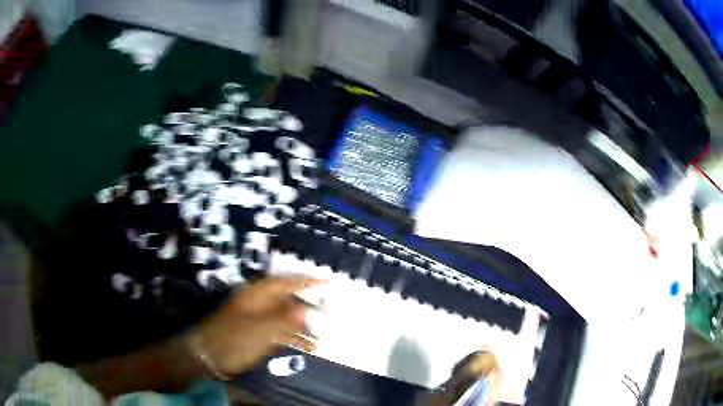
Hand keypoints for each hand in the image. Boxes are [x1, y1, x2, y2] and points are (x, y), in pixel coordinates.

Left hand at [188, 277, 323, 376]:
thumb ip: (284, 319)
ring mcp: (259, 320)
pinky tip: (308, 348)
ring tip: (320, 339)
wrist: (209, 355)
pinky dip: (294, 339)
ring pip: (286, 320)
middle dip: (308, 308)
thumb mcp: (260, 330)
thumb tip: (306, 308)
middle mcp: (260, 305)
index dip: (307, 283)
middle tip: (327, 315)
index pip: (286, 284)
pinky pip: (281, 333)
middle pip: (288, 301)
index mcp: (258, 296)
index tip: (327, 282)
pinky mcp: (258, 335)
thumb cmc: (233, 338)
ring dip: (303, 329)